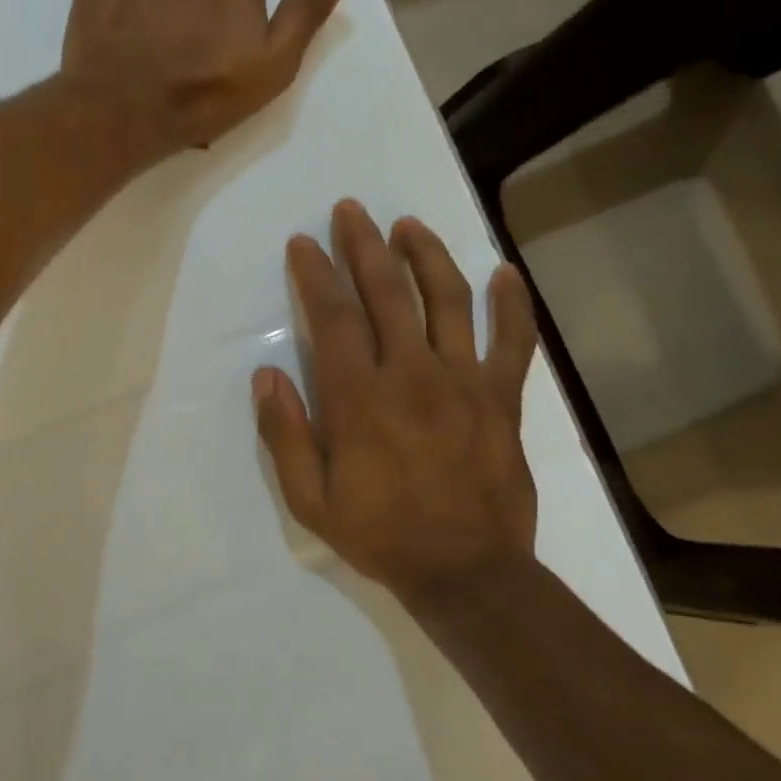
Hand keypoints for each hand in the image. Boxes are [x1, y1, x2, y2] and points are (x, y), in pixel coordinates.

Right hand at [253, 200, 541, 609]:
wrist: (465, 571)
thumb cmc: (380, 535)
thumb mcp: (310, 500)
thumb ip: (286, 435)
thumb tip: (268, 375)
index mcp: (359, 398)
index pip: (333, 316)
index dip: (316, 273)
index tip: (303, 243)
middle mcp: (411, 374)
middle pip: (386, 292)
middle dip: (363, 245)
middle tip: (350, 210)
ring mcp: (464, 381)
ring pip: (448, 300)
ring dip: (426, 255)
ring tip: (408, 226)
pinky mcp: (502, 398)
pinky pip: (512, 341)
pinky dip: (511, 304)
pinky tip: (505, 272)